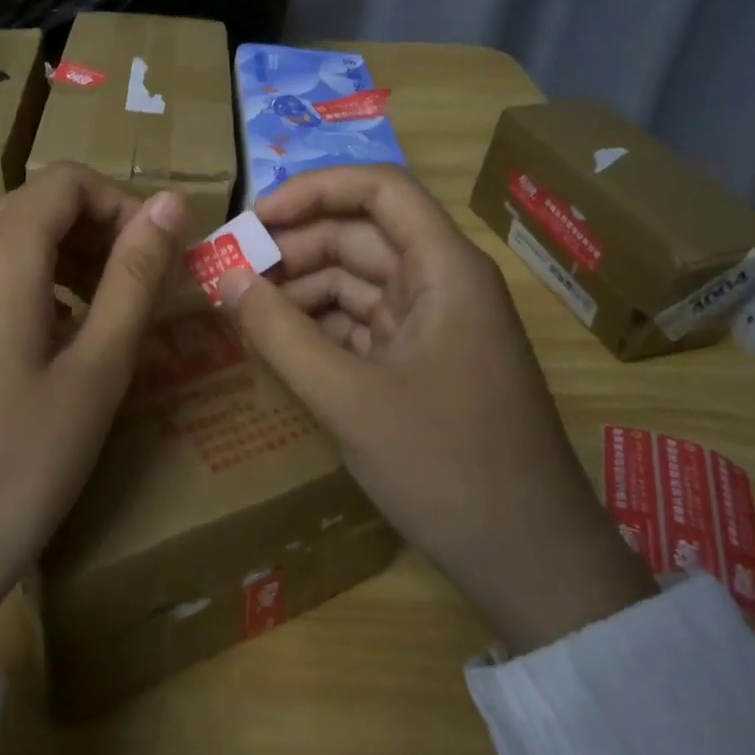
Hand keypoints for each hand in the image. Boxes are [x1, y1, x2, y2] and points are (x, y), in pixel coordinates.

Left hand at [0, 163, 185, 658]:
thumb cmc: (17, 463)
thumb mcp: (96, 369)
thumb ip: (135, 275)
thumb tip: (172, 201)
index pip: (68, 179)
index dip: (122, 204)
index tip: (157, 256)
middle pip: (38, 204)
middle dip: (98, 231)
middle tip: (139, 290)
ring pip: (11, 239)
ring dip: (67, 258)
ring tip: (104, 319)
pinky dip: (32, 284)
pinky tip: (53, 345)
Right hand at [218, 165, 654, 653]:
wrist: (531, 564)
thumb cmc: (447, 467)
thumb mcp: (348, 400)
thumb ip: (279, 334)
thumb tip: (224, 277)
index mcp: (444, 269)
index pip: (378, 189)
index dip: (312, 190)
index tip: (253, 219)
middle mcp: (441, 283)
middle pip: (358, 236)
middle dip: (292, 248)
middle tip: (228, 271)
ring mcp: (432, 325)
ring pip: (354, 281)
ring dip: (299, 290)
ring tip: (240, 310)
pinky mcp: (420, 363)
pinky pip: (359, 324)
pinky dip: (317, 328)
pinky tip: (275, 344)